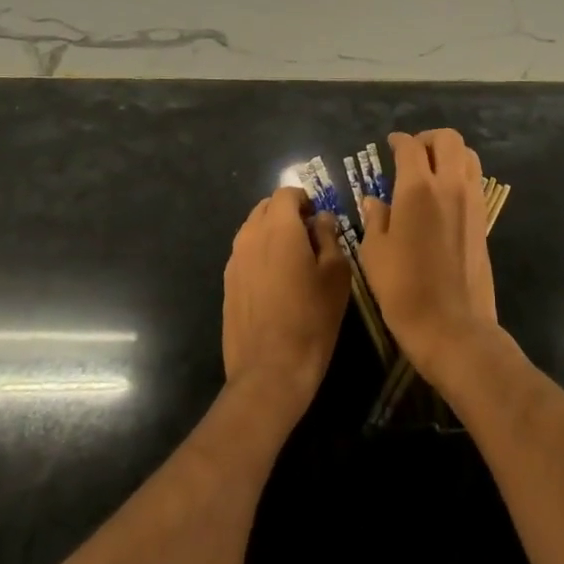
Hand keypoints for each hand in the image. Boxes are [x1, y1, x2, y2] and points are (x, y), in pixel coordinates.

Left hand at [222, 187, 350, 419]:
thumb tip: (321, 219)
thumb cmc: (312, 318)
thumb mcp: (336, 274)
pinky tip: (277, 283)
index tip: (319, 219)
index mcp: (278, 227)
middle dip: (287, 213)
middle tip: (310, 237)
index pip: (286, 193)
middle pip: (266, 208)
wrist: (270, 371)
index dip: (305, 199)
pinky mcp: (228, 284)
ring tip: (294, 261)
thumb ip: (329, 237)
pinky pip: (245, 254)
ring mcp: (234, 261)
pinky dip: (260, 255)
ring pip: (253, 230)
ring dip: (272, 234)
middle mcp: (250, 236)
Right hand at [360, 129, 498, 381]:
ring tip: (431, 169)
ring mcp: (472, 201)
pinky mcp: (484, 219)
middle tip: (412, 152)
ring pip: (468, 155)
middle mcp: (449, 186)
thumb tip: (375, 200)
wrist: (452, 326)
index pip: (410, 147)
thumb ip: (375, 218)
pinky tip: (444, 194)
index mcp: (417, 189)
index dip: (398, 140)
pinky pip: (475, 180)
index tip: (390, 144)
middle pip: (448, 139)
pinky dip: (461, 173)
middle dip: (428, 138)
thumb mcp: (374, 253)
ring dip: (449, 153)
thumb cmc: (403, 290)